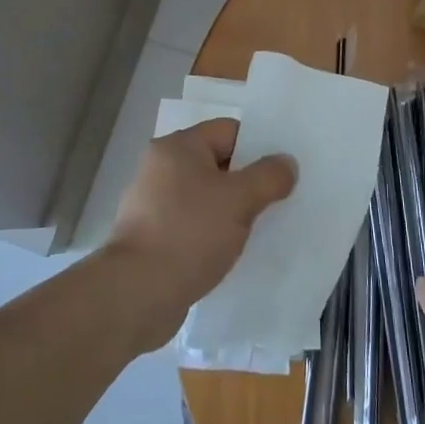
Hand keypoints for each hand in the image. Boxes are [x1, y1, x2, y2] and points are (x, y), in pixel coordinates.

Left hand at [103, 118, 295, 348]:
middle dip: (247, 181)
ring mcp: (153, 202)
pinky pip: (192, 222)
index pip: (229, 130)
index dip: (259, 146)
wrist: (137, 293)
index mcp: (178, 147)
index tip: (282, 172)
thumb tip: (286, 163)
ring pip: (205, 195)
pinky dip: (212, 231)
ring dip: (230, 209)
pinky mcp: (152, 234)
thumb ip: (269, 176)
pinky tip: (229, 250)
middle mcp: (161, 167)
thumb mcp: (239, 200)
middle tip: (278, 200)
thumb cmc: (190, 233)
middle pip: (217, 162)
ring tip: (259, 228)